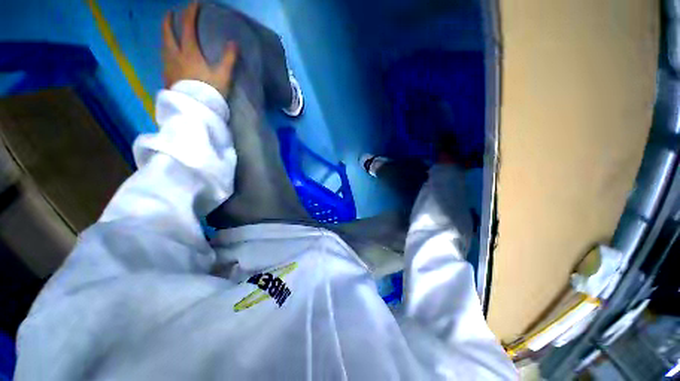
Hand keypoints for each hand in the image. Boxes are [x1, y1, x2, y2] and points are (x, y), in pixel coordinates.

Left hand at [162, 2, 237, 95]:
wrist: (195, 109)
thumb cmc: (210, 92)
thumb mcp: (223, 76)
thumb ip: (229, 59)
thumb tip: (234, 43)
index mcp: (189, 52)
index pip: (187, 26)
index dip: (190, 13)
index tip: (194, 3)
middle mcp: (175, 55)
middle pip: (167, 33)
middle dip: (168, 20)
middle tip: (170, 13)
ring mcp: (168, 66)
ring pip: (163, 45)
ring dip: (165, 35)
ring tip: (167, 32)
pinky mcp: (167, 76)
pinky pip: (164, 58)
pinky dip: (166, 51)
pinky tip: (169, 55)